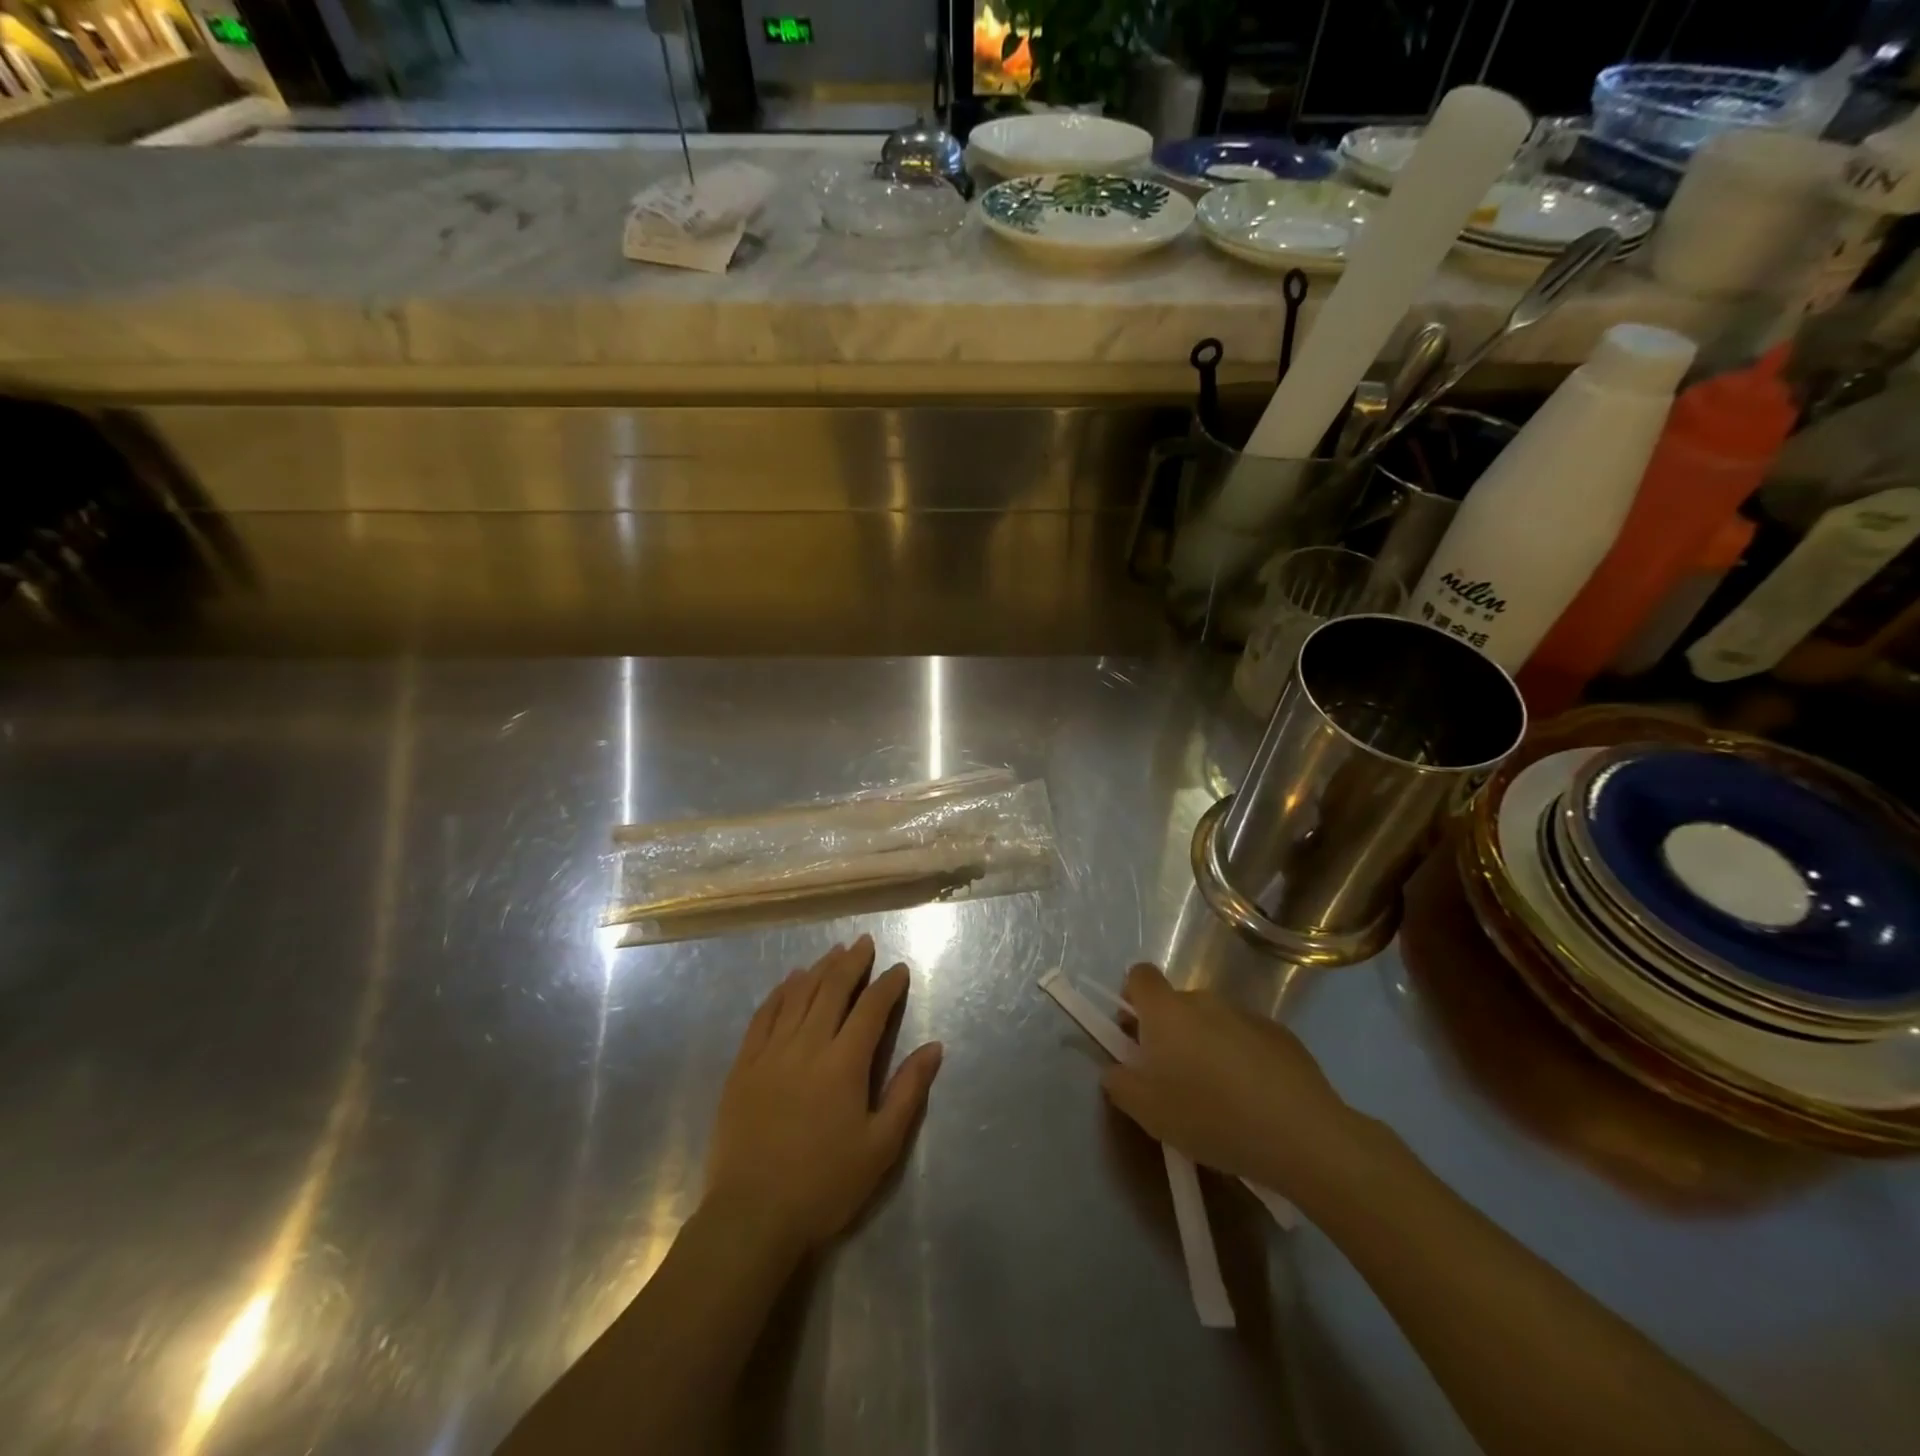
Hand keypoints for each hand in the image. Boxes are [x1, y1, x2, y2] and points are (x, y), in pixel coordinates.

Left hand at [704, 935, 942, 1255]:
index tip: (899, 969)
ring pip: (798, 995)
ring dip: (819, 969)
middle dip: (851, 962)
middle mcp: (807, 1045)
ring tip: (834, 952)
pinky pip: (764, 1015)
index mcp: (844, 1064)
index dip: (887, 985)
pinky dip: (781, 992)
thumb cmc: (825, 1185)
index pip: (871, 1008)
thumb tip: (934, 1047)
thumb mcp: (880, 1146)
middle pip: (832, 989)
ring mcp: (770, 1052)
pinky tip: (790, 981)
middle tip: (864, 943)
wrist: (751, 1217)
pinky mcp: (744, 1065)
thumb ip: (908, 1091)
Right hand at [1101, 963, 1366, 1203]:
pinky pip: (1247, 1039)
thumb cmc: (1211, 1116)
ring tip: (1219, 1098)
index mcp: (1166, 1010)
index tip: (1135, 1035)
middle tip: (1174, 1080)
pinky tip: (1255, 1102)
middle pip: (1176, 1005)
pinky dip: (1243, 1060)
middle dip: (1170, 1034)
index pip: (1139, 975)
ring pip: (1213, 1023)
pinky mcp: (1281, 1034)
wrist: (1301, 1135)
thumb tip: (1118, 1069)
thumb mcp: (1148, 1112)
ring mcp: (1246, 1014)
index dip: (1132, 998)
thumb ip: (1120, 1083)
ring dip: (1207, 1047)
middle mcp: (1204, 999)